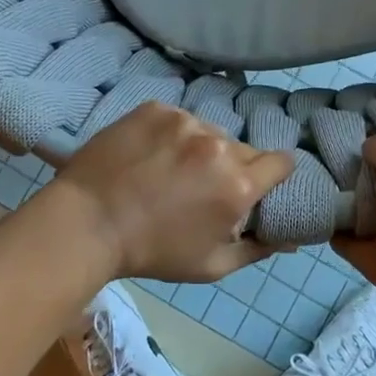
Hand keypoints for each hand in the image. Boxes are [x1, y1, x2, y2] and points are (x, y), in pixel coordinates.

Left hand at [44, 102, 293, 282]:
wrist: (87, 223)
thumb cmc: (152, 253)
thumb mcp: (210, 266)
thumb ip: (256, 250)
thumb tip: (289, 240)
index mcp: (238, 185)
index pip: (282, 162)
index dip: (275, 173)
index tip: (261, 182)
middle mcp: (219, 146)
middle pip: (243, 149)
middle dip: (233, 166)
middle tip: (203, 186)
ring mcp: (186, 122)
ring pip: (210, 132)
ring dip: (201, 149)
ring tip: (170, 170)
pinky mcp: (157, 109)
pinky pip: (178, 120)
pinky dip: (171, 135)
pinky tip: (149, 155)